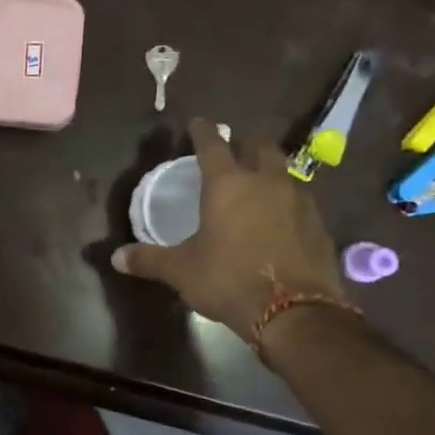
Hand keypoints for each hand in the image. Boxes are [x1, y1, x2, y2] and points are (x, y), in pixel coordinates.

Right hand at [112, 119, 346, 340]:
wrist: (295, 313)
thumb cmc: (228, 280)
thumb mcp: (181, 271)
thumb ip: (149, 259)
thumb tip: (115, 258)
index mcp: (228, 184)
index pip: (213, 145)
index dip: (203, 131)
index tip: (198, 122)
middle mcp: (266, 182)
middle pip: (260, 146)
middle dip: (245, 141)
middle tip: (234, 146)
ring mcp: (299, 201)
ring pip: (285, 170)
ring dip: (270, 168)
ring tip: (257, 179)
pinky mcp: (319, 224)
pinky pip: (300, 199)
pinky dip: (286, 199)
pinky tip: (279, 216)